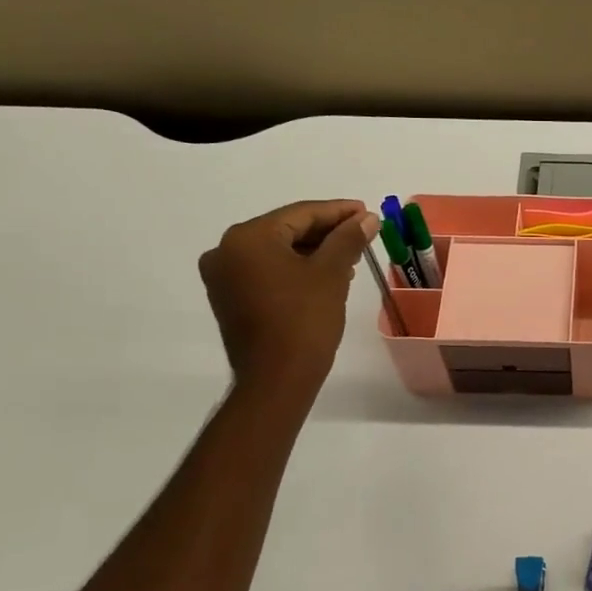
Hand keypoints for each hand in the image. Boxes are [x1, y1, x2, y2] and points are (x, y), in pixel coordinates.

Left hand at [198, 200, 377, 392]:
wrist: (276, 379)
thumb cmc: (304, 320)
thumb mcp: (331, 273)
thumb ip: (348, 238)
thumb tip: (367, 218)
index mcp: (247, 238)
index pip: (300, 214)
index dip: (338, 211)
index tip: (367, 211)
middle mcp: (226, 251)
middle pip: (286, 230)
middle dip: (326, 232)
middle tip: (362, 233)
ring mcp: (223, 277)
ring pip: (277, 252)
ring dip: (313, 252)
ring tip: (349, 256)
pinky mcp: (229, 299)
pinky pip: (267, 272)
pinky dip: (295, 269)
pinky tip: (325, 275)